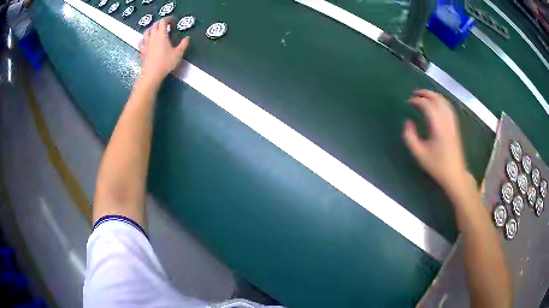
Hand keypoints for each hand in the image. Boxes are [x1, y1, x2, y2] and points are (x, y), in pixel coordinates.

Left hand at [139, 17, 189, 86]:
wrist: (151, 74)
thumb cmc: (165, 63)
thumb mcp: (178, 54)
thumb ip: (184, 44)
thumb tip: (187, 38)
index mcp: (162, 35)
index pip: (163, 21)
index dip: (168, 19)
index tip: (172, 23)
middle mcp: (152, 37)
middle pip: (155, 25)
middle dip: (160, 23)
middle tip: (166, 26)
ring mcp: (146, 43)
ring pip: (147, 31)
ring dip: (152, 29)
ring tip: (156, 31)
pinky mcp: (142, 50)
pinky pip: (141, 41)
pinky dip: (144, 38)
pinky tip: (147, 41)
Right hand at [403, 89, 468, 194]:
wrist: (455, 174)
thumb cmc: (437, 166)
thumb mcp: (419, 154)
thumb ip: (410, 137)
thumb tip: (408, 122)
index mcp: (438, 127)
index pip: (427, 106)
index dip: (417, 100)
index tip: (409, 102)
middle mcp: (446, 121)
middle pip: (437, 99)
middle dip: (425, 94)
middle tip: (415, 93)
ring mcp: (452, 123)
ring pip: (444, 102)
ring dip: (434, 96)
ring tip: (424, 95)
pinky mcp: (455, 126)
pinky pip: (448, 107)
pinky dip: (441, 101)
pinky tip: (437, 103)